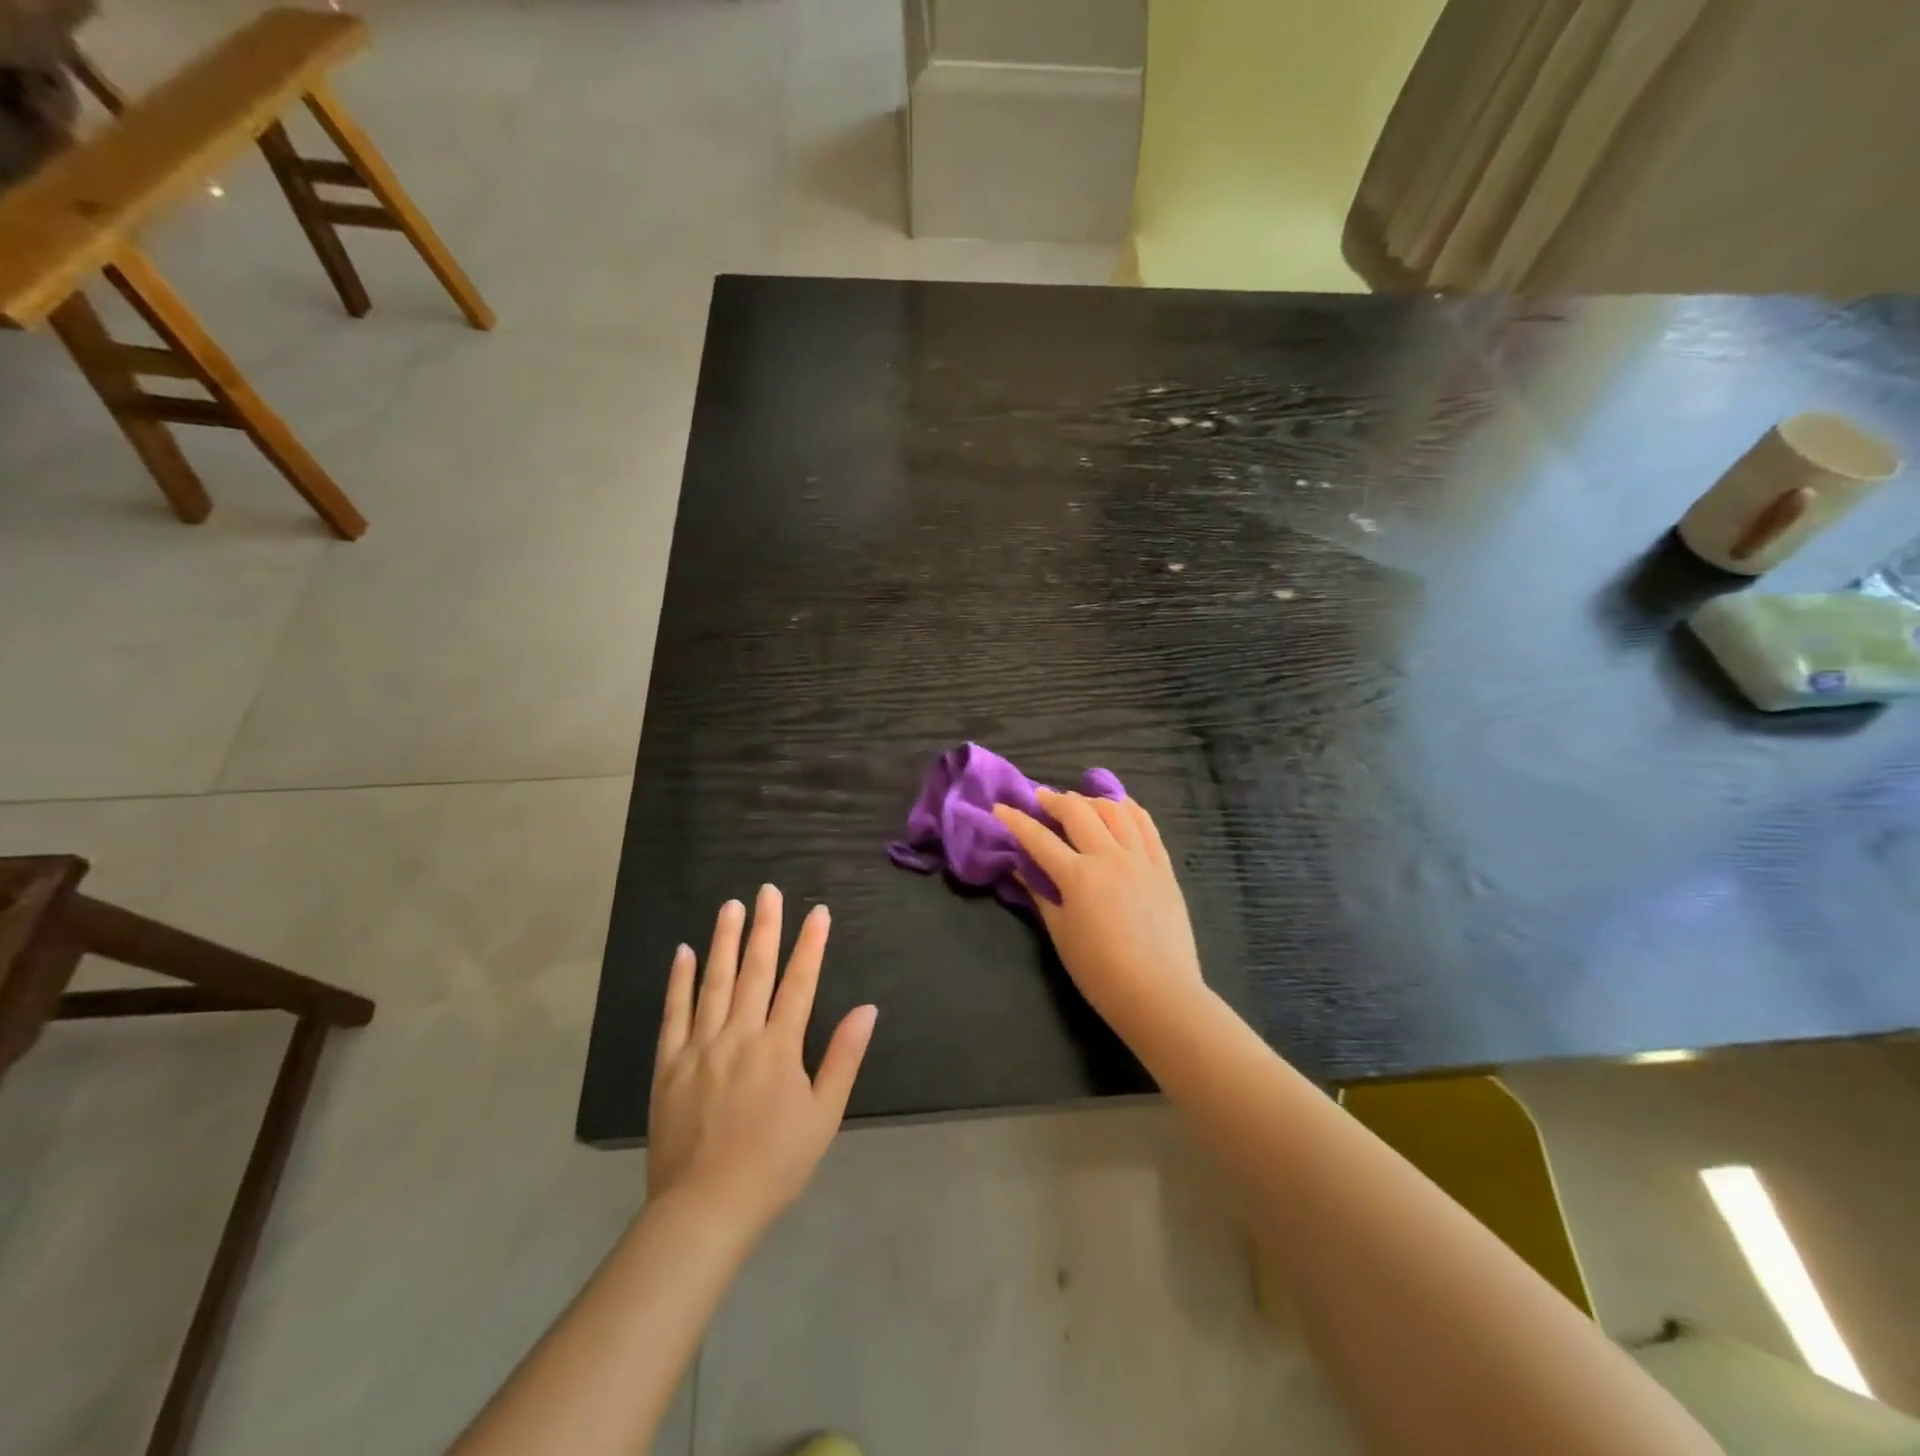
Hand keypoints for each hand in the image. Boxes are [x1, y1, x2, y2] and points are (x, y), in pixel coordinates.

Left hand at [647, 886, 876, 1233]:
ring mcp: (700, 1046)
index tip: (817, 912)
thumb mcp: (823, 1116)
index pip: (799, 983)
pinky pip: (674, 1013)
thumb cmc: (774, 1164)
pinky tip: (684, 953)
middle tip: (768, 891)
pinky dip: (679, 981)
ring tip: (731, 906)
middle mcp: (739, 1035)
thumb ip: (843, 1059)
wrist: (704, 1209)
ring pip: (715, 982)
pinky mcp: (669, 1064)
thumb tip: (867, 1010)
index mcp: (779, 1047)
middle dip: (765, 927)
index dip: (810, 945)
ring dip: (724, 941)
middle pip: (755, 971)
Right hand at [994, 791, 1207, 1041]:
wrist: (1159, 993)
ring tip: (1079, 802)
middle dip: (1054, 799)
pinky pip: (1147, 825)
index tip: (999, 808)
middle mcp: (1109, 856)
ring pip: (1115, 810)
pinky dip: (1130, 809)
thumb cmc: (1100, 972)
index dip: (1016, 820)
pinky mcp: (1163, 867)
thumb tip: (1019, 868)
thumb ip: (1040, 895)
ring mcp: (1141, 858)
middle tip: (1040, 797)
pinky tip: (1120, 806)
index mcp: (1078, 876)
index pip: (1039, 838)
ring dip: (1092, 800)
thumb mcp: (1061, 934)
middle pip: (1078, 811)